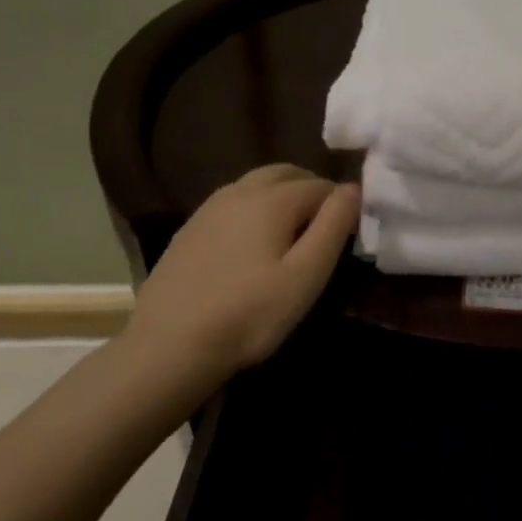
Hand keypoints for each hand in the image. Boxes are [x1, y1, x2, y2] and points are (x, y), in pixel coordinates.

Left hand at [124, 165, 359, 382]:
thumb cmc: (250, 314)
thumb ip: (334, 225)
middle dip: (311, 191)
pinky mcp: (189, 229)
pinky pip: (232, 204)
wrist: (168, 346)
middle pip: (286, 174)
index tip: (349, 236)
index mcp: (272, 198)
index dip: (341, 206)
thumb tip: (353, 187)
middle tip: (323, 230)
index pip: (321, 185)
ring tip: (291, 237)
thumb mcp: (306, 275)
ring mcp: (209, 208)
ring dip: (281, 197)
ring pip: (256, 185)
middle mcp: (239, 190)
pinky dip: (253, 211)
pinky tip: (251, 247)